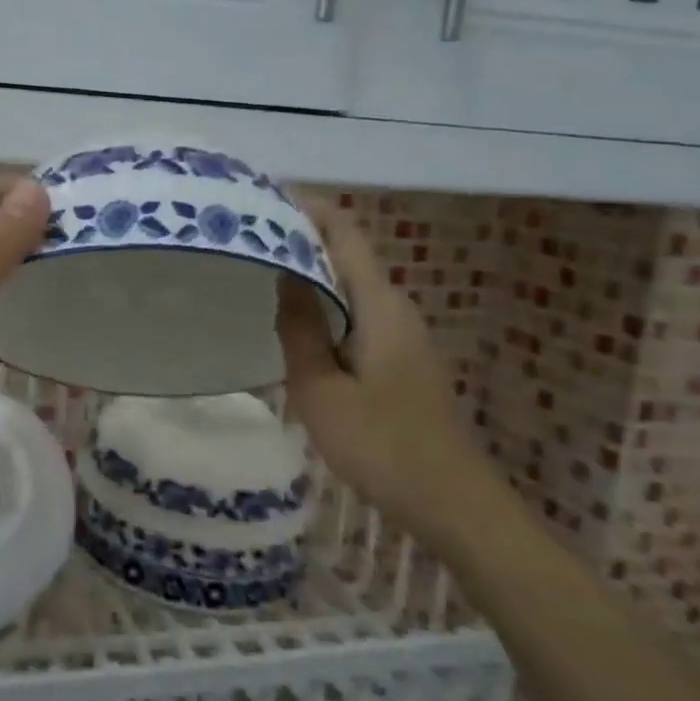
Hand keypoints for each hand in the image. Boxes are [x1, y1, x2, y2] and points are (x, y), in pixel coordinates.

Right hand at [276, 203, 497, 549]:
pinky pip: (355, 312)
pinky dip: (323, 303)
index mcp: (379, 304)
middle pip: (346, 254)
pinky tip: (294, 322)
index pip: (344, 233)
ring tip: (259, 271)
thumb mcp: (321, 390)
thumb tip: (283, 274)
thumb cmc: (382, 445)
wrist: (452, 503)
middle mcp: (395, 307)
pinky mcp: (400, 358)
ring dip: (309, 272)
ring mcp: (402, 334)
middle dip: (300, 237)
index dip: (308, 208)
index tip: (263, 197)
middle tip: (247, 238)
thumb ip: (300, 329)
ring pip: (350, 285)